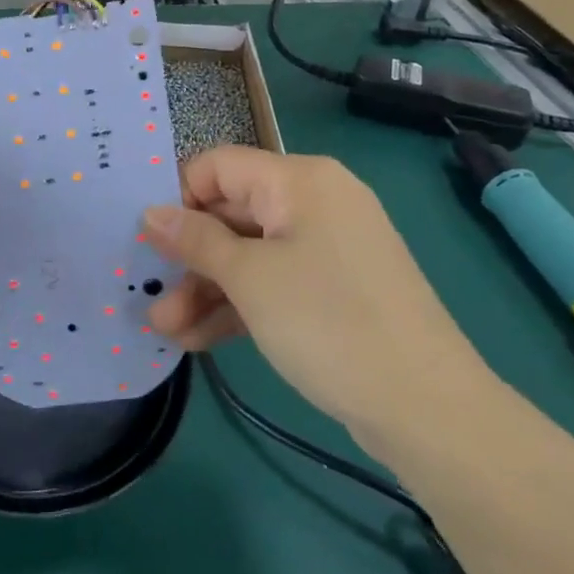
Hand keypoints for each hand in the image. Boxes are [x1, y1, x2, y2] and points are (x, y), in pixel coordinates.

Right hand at [142, 148, 492, 440]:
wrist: (426, 407)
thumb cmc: (327, 322)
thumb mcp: (249, 278)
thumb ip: (195, 241)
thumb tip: (150, 212)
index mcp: (299, 180)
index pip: (219, 166)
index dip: (178, 197)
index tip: (147, 239)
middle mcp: (314, 203)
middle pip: (232, 215)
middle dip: (188, 257)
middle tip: (150, 295)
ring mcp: (327, 248)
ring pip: (250, 255)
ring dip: (206, 289)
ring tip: (167, 329)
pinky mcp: (334, 289)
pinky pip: (274, 283)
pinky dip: (239, 305)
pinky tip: (197, 340)